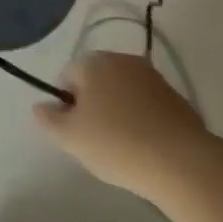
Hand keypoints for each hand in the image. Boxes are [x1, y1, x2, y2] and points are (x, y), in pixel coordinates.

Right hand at [34, 51, 209, 194]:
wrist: (182, 161)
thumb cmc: (116, 144)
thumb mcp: (71, 138)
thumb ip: (49, 119)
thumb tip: (40, 106)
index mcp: (94, 62)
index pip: (67, 76)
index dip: (66, 105)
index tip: (75, 132)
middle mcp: (122, 59)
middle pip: (96, 81)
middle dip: (92, 106)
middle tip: (96, 141)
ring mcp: (152, 76)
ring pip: (122, 92)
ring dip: (118, 112)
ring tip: (123, 147)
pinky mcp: (175, 96)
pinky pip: (146, 104)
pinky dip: (141, 119)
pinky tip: (146, 147)